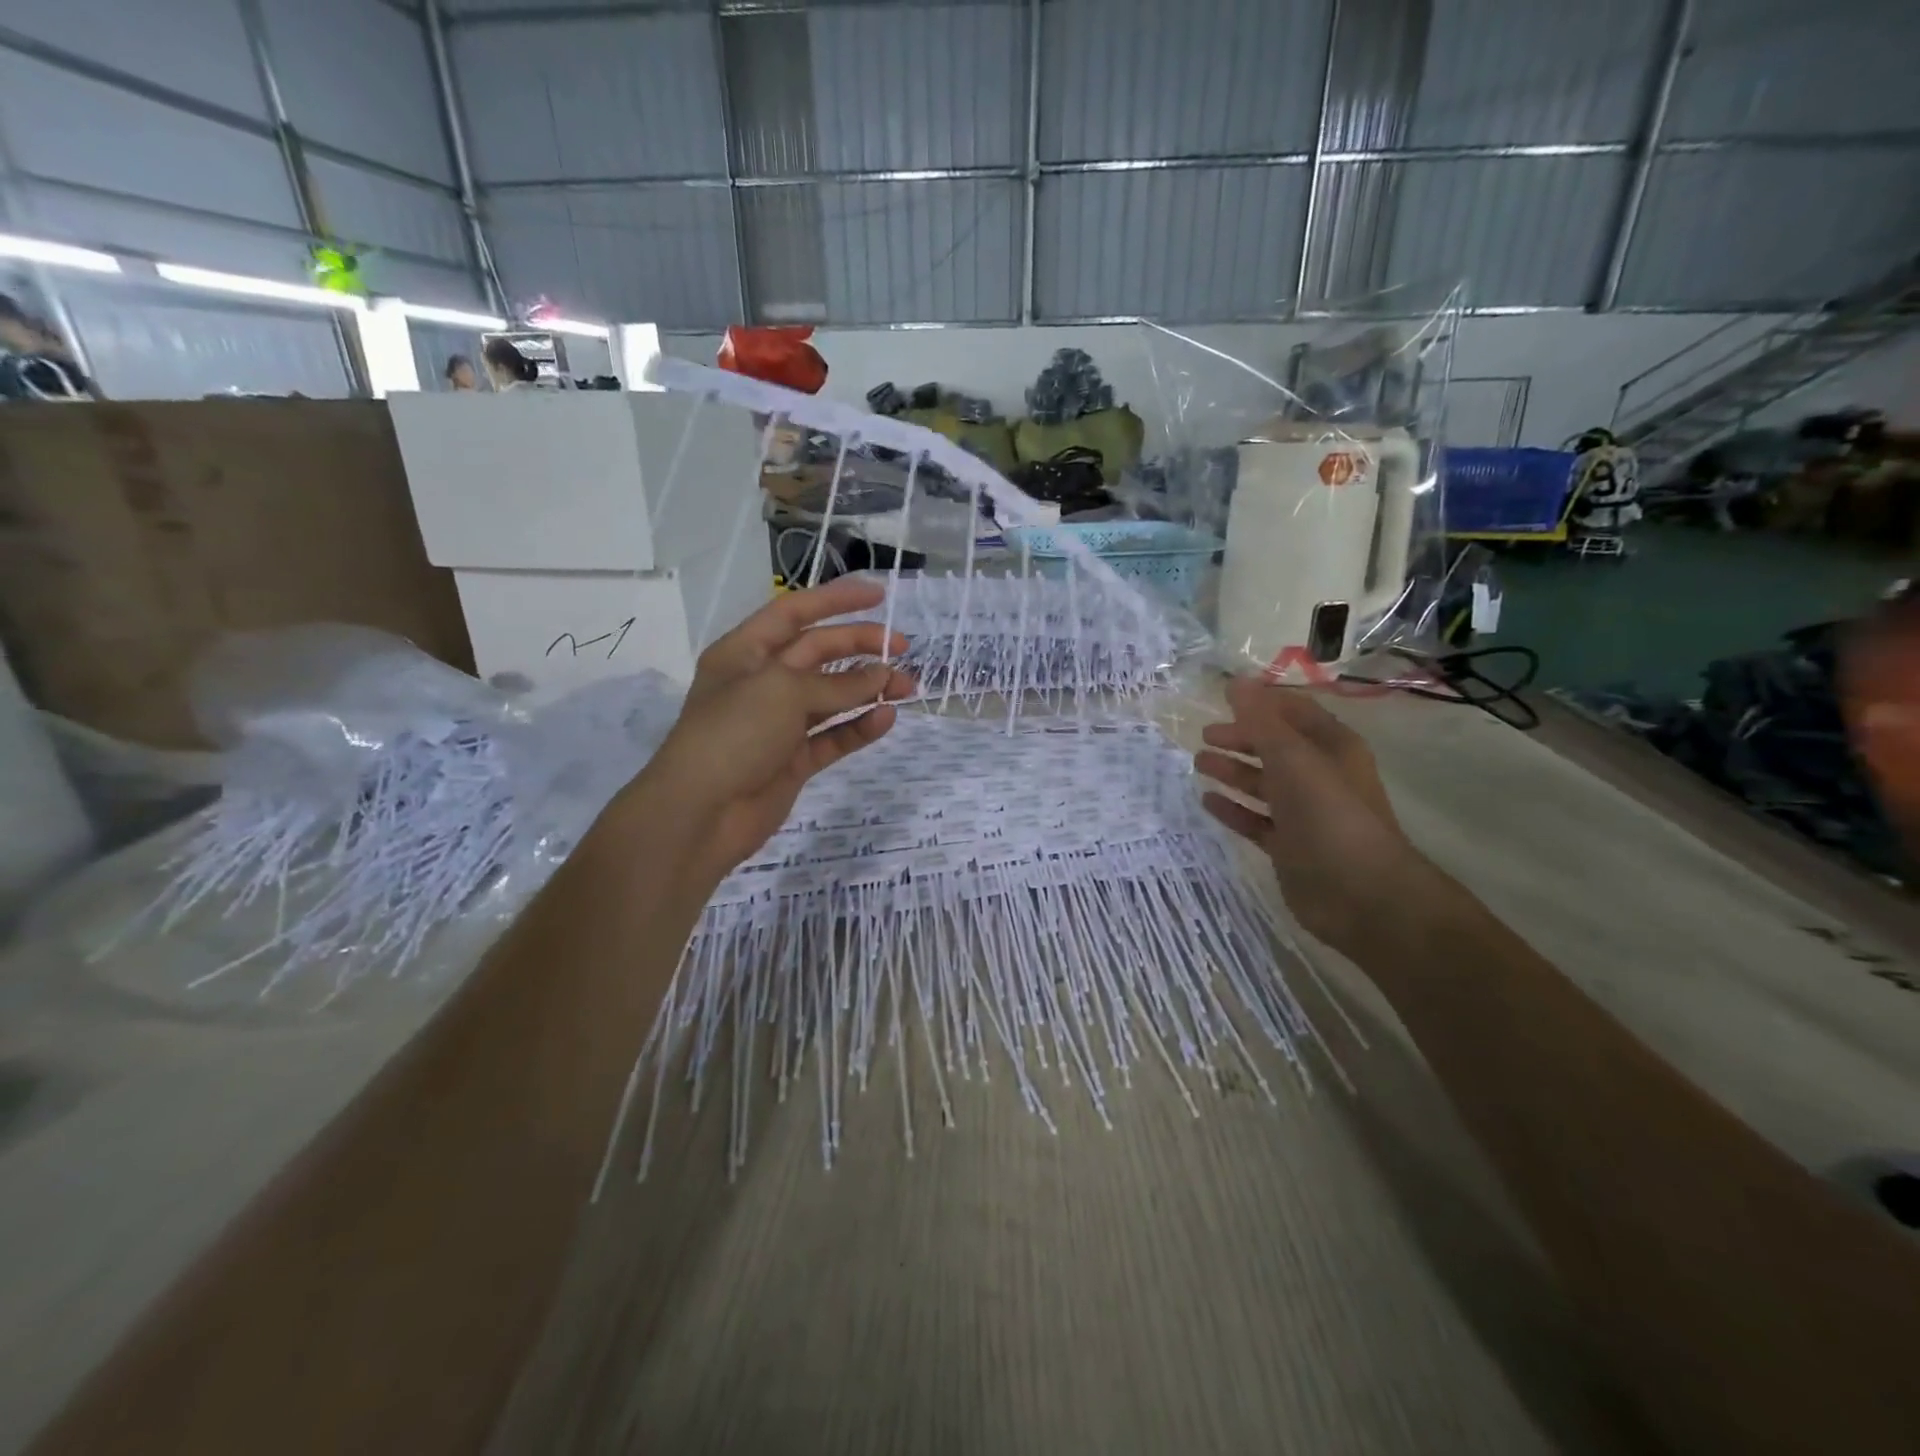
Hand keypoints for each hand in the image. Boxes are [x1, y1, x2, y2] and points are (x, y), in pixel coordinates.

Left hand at [616, 578, 915, 898]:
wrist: (700, 814)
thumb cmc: (733, 734)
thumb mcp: (783, 692)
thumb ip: (838, 684)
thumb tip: (883, 677)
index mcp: (745, 652)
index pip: (794, 612)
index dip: (836, 599)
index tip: (879, 595)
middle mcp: (762, 682)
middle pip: (819, 651)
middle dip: (861, 645)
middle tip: (904, 648)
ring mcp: (779, 723)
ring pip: (832, 696)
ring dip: (869, 688)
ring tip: (906, 688)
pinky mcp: (794, 759)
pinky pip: (833, 736)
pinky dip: (859, 727)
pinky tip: (886, 719)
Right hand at [1195, 678, 1432, 958]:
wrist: (1360, 894)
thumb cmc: (1329, 814)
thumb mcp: (1293, 759)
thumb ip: (1261, 721)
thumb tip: (1234, 682)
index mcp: (1332, 747)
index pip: (1294, 712)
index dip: (1262, 702)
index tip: (1222, 697)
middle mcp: (1320, 776)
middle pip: (1275, 747)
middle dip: (1242, 738)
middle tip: (1205, 736)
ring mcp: (1305, 813)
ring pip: (1263, 784)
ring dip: (1234, 771)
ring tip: (1199, 763)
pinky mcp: (1289, 846)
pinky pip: (1256, 820)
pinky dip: (1233, 809)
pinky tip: (1207, 801)